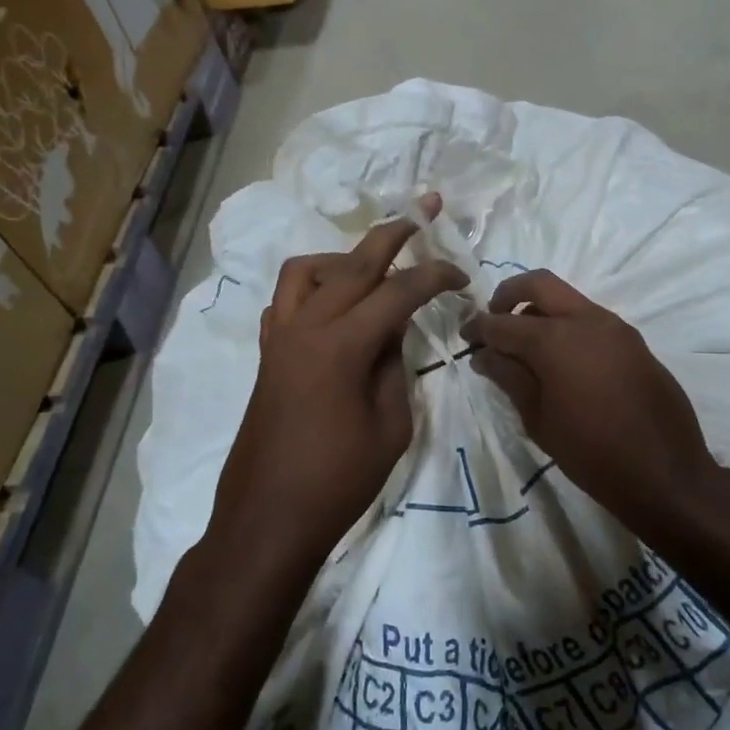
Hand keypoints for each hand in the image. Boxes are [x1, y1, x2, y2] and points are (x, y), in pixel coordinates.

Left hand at [208, 196, 467, 575]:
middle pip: (352, 262)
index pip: (398, 291)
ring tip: (373, 270)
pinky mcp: (267, 355)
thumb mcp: (391, 425)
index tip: (462, 276)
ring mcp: (279, 339)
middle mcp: (305, 328)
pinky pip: (286, 301)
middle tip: (423, 209)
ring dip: (342, 258)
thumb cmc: (339, 481)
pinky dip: (312, 289)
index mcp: (342, 346)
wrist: (268, 519)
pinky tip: (334, 308)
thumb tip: (393, 331)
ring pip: (305, 270)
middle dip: (393, 232)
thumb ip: (396, 367)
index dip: (435, 276)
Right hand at [461, 271, 722, 534]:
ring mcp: (615, 327)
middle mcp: (586, 320)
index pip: (504, 322)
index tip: (464, 336)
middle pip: (539, 283)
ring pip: (568, 299)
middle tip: (494, 322)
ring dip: (541, 311)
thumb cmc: (591, 453)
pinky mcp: (633, 341)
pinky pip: (591, 320)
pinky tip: (561, 361)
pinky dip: (567, 326)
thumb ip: (509, 378)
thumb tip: (484, 355)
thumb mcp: (539, 420)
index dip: (479, 327)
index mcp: (556, 339)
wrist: (665, 472)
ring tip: (525, 346)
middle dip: (509, 295)